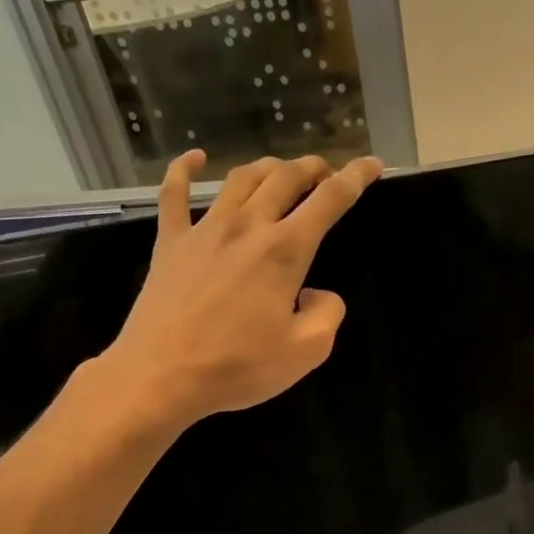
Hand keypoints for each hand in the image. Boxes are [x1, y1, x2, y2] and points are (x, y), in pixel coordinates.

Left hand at [85, 149, 381, 434]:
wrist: (161, 375)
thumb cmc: (238, 367)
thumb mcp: (306, 351)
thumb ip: (328, 315)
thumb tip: (317, 293)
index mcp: (284, 251)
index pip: (329, 200)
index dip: (355, 178)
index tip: (372, 165)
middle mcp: (247, 227)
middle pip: (285, 177)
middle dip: (312, 168)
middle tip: (326, 172)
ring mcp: (203, 230)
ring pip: (240, 179)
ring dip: (267, 167)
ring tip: (281, 171)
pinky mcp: (170, 243)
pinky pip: (174, 193)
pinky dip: (184, 169)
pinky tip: (194, 158)